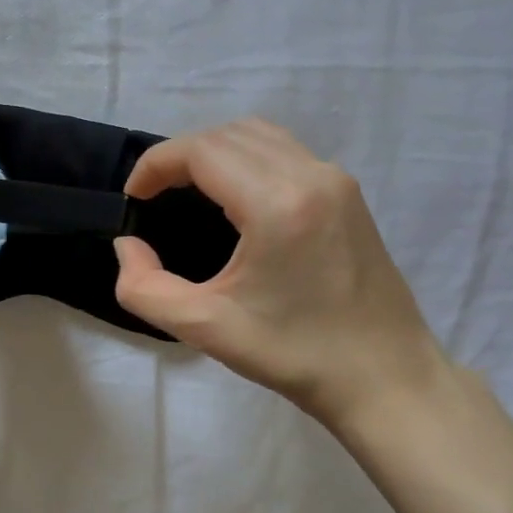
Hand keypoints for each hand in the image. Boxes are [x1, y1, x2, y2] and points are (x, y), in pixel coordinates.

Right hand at [114, 119, 444, 429]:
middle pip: (230, 134)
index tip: (133, 198)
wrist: (385, 378)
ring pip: (261, 137)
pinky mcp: (349, 196)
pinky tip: (233, 202)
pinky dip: (247, 161)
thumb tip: (128, 247)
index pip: (203, 150)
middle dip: (181, 156)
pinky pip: (286, 154)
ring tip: (186, 193)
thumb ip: (144, 288)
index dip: (156, 164)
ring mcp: (337, 182)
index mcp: (277, 203)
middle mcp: (312, 176)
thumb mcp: (204, 328)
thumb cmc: (295, 355)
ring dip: (215, 153)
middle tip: (154, 197)